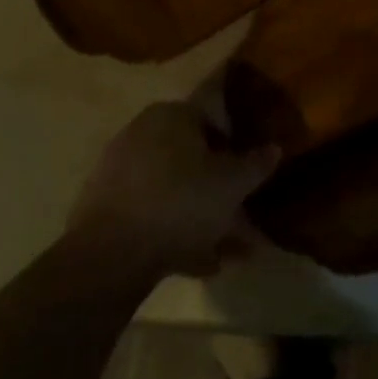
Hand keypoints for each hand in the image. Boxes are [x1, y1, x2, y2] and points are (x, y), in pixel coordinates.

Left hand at [68, 102, 280, 279]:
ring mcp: (118, 172)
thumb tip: (274, 148)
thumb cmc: (181, 202)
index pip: (212, 117)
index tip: (249, 170)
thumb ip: (256, 164)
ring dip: (199, 216)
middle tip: (240, 212)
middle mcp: (142, 133)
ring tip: (227, 250)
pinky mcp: (102, 210)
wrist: (108, 256)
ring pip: (172, 190)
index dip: (235, 144)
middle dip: (217, 186)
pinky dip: (173, 233)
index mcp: (172, 115)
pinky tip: (199, 263)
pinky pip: (150, 214)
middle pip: (190, 157)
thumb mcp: (233, 183)